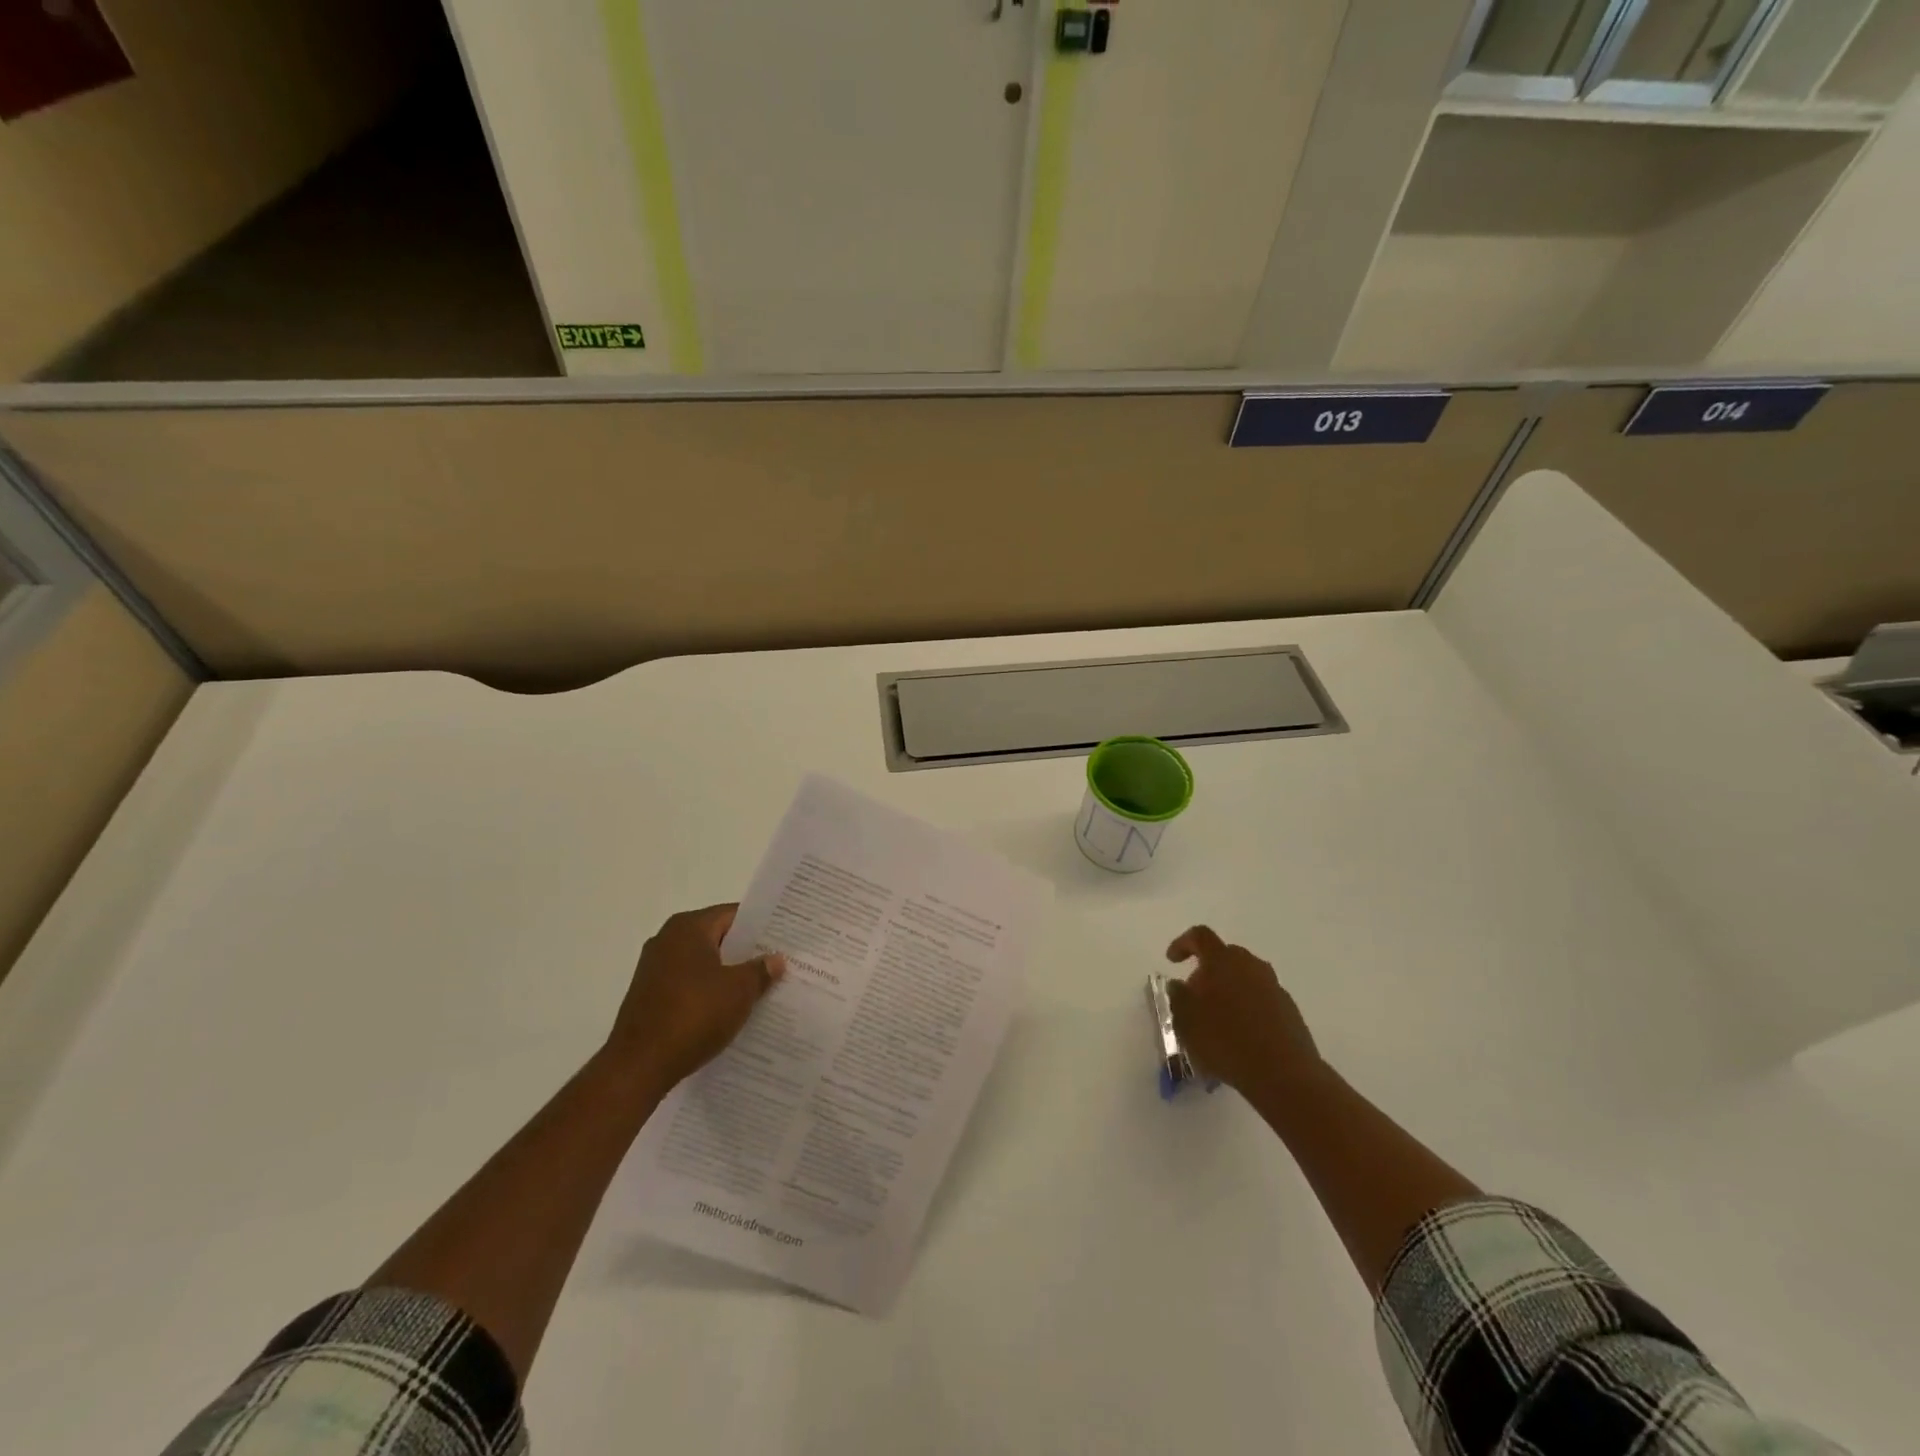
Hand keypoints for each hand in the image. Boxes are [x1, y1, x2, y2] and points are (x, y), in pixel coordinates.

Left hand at [603, 905, 785, 1093]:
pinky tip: (730, 1011)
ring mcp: (654, 970)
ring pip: (703, 964)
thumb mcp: (739, 991)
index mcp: (688, 928)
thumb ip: (760, 971)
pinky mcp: (649, 997)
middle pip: (718, 939)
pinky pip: (689, 986)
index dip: (761, 927)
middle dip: (747, 953)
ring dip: (728, 976)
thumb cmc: (693, 1015)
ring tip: (760, 990)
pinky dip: (709, 994)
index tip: (785, 939)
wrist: (638, 1066)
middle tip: (779, 964)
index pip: (733, 915)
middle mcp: (667, 940)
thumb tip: (776, 959)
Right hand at [1165, 926, 1320, 1097]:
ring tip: (1216, 1022)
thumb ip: (1177, 997)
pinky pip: (1261, 1001)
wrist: (1284, 1073)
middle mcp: (1251, 965)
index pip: (1200, 936)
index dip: (1183, 944)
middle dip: (1207, 972)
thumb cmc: (1225, 1040)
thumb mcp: (1185, 1020)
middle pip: (1225, 957)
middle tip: (1195, 997)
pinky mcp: (1289, 1011)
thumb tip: (1178, 985)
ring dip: (1228, 993)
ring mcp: (1274, 987)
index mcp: (1222, 960)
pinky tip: (1240, 1038)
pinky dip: (1247, 1011)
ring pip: (1245, 980)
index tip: (1172, 961)